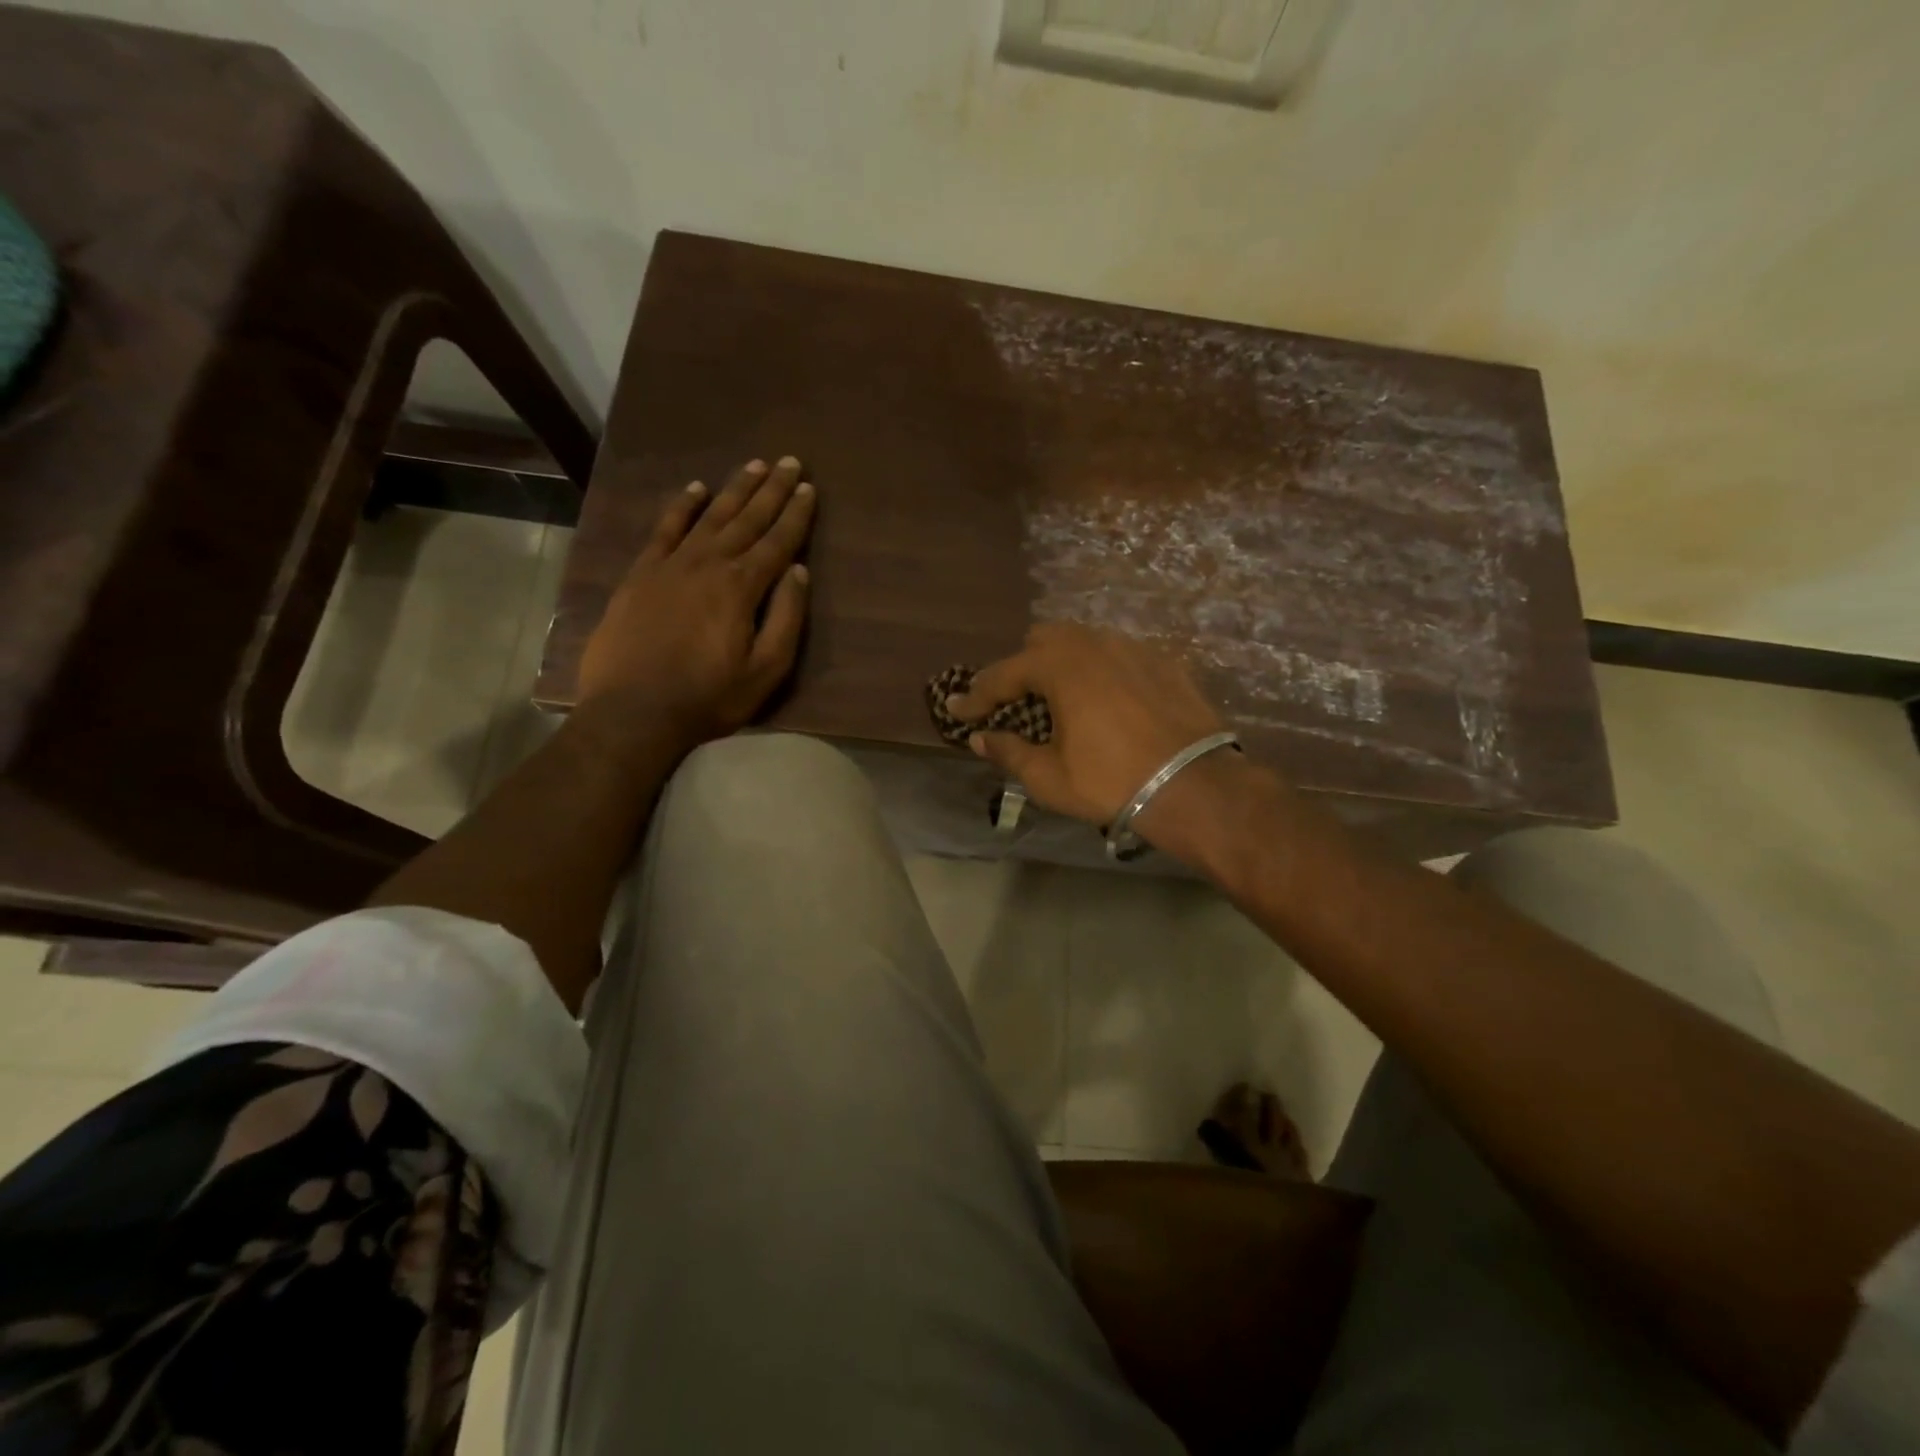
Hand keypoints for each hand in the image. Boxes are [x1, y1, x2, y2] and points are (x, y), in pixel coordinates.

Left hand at [577, 456, 815, 749]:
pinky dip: (681, 506)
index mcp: (742, 587)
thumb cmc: (708, 698)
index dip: (796, 514)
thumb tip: (799, 571)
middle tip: (789, 461)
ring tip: (753, 465)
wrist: (633, 712)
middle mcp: (708, 564)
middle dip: (771, 490)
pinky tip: (695, 489)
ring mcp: (670, 565)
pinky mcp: (641, 574)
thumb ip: (786, 618)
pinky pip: (664, 529)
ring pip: (710, 516)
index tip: (809, 488)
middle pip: (747, 519)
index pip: (778, 542)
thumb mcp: (766, 670)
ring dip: (734, 490)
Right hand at [946, 624, 1237, 832]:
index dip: (976, 696)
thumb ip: (1009, 752)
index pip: (1002, 675)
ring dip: (1063, 664)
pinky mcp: (1164, 661)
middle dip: (1022, 667)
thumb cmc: (1111, 782)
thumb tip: (980, 738)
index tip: (958, 710)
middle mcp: (1093, 644)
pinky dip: (1102, 671)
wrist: (1194, 785)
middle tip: (1016, 701)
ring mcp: (1133, 648)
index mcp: (1059, 666)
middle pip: (1043, 639)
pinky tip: (1108, 701)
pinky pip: (1120, 654)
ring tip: (1062, 698)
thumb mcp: (1048, 777)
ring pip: (1085, 641)